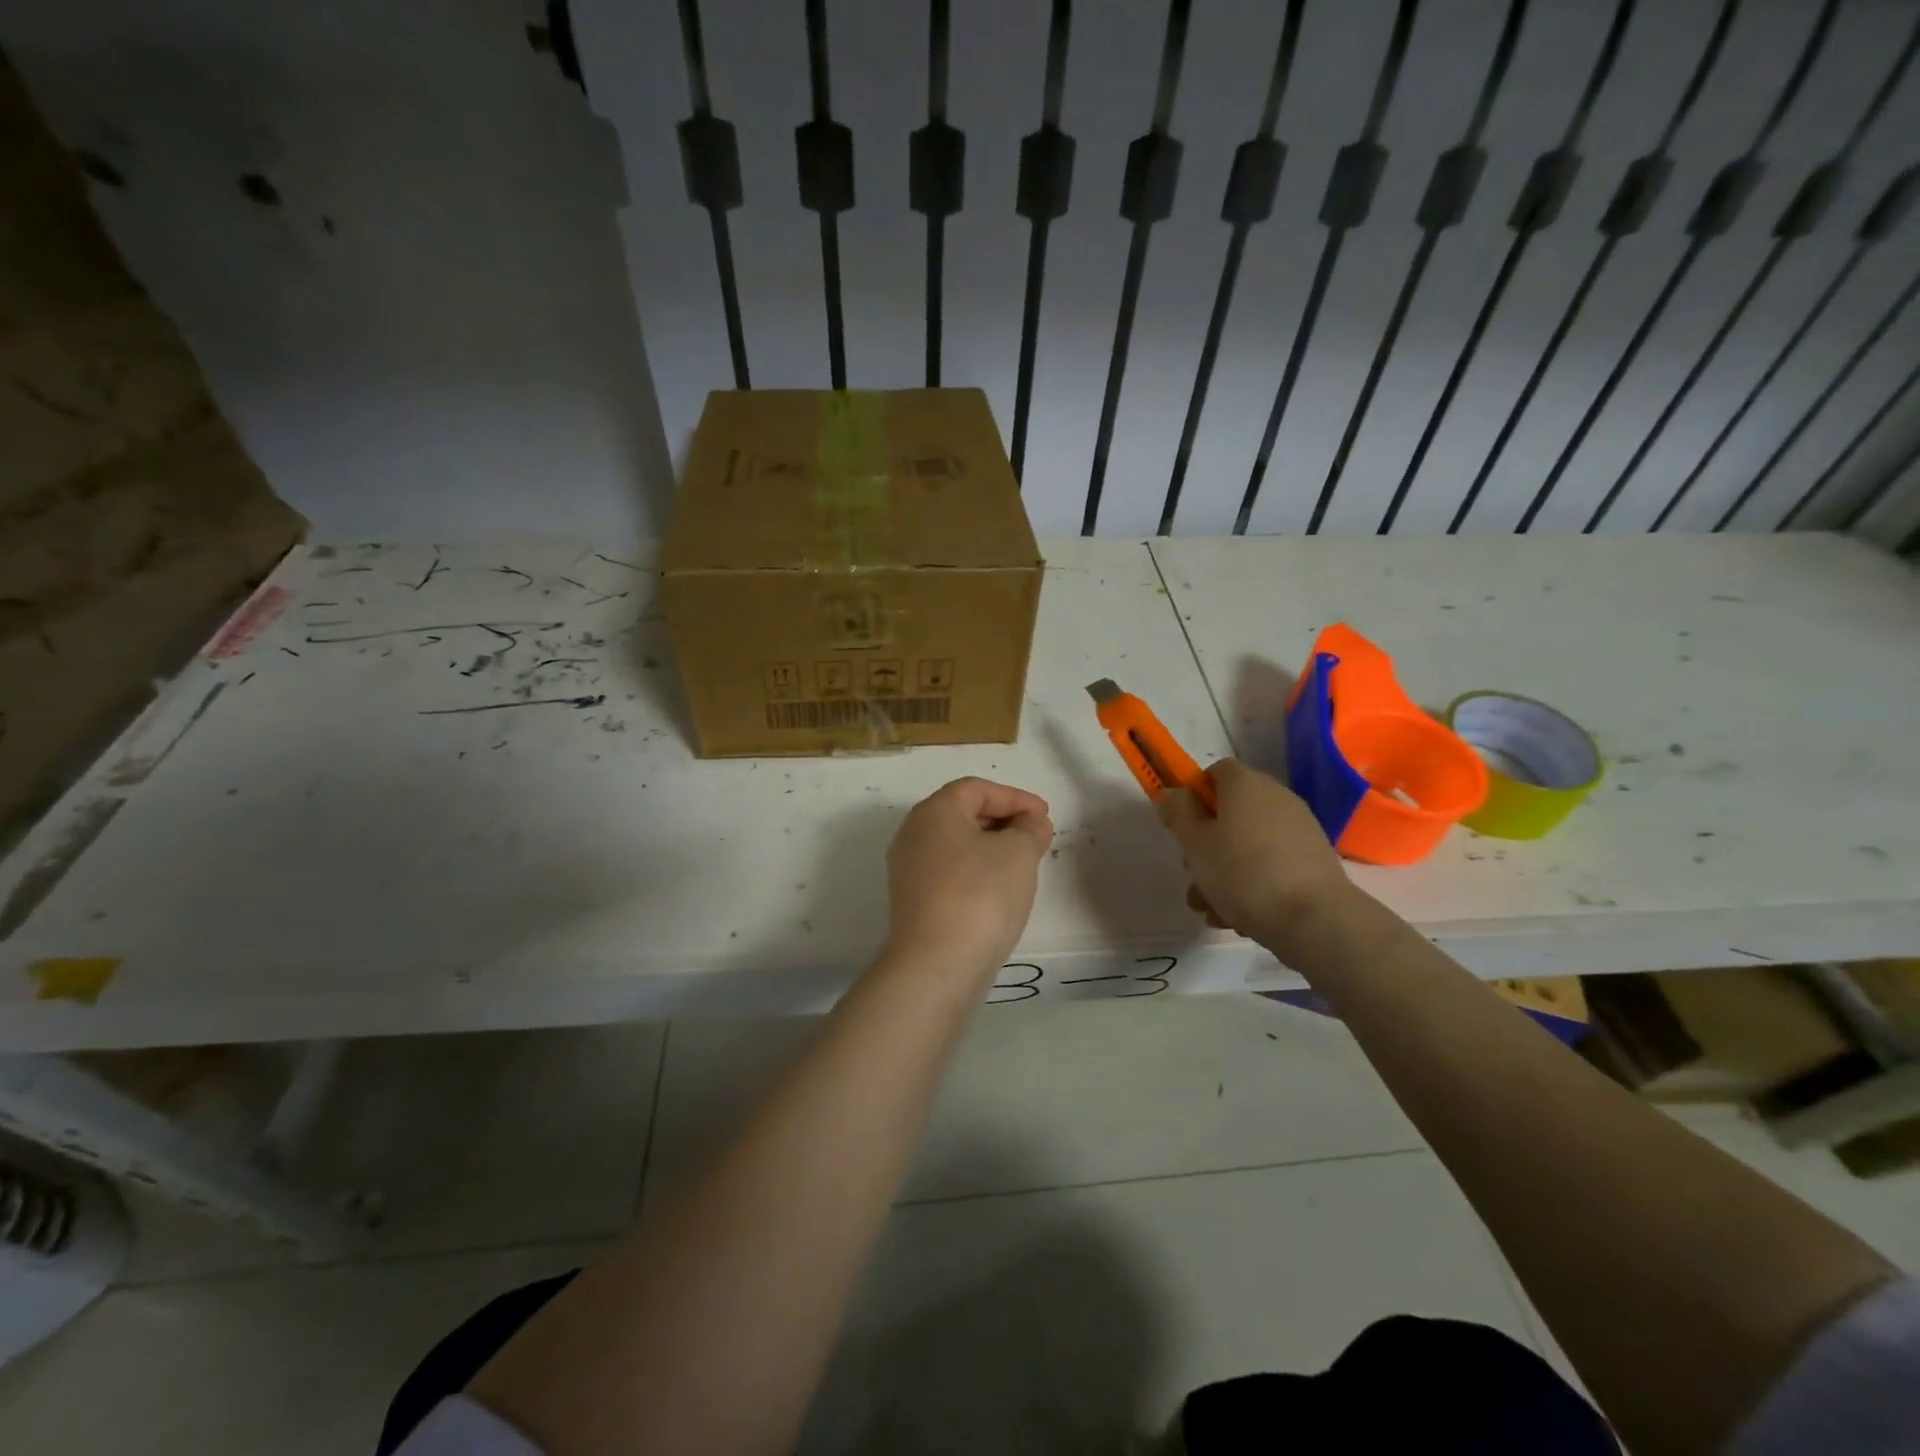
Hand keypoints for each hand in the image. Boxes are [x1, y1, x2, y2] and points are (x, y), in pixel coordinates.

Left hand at [884, 777, 1053, 976]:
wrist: (937, 965)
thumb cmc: (980, 895)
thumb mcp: (1018, 853)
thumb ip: (1030, 829)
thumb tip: (1030, 822)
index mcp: (933, 811)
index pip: (976, 789)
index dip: (1014, 797)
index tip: (1044, 815)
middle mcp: (913, 834)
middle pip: (962, 814)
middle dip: (1003, 820)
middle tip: (1036, 836)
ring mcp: (908, 870)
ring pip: (956, 845)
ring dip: (991, 847)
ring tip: (1023, 863)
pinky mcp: (912, 901)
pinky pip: (949, 872)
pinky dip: (976, 871)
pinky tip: (999, 890)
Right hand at [1155, 759, 1351, 953]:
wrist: (1314, 919)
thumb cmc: (1243, 873)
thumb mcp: (1195, 843)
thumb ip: (1178, 813)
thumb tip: (1171, 792)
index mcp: (1245, 785)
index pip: (1215, 772)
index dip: (1193, 795)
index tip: (1182, 826)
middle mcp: (1276, 797)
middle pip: (1230, 811)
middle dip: (1206, 842)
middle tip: (1193, 873)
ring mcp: (1299, 829)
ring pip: (1248, 843)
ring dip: (1224, 870)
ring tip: (1211, 907)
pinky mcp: (1313, 860)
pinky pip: (1271, 863)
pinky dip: (1253, 882)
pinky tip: (1239, 916)